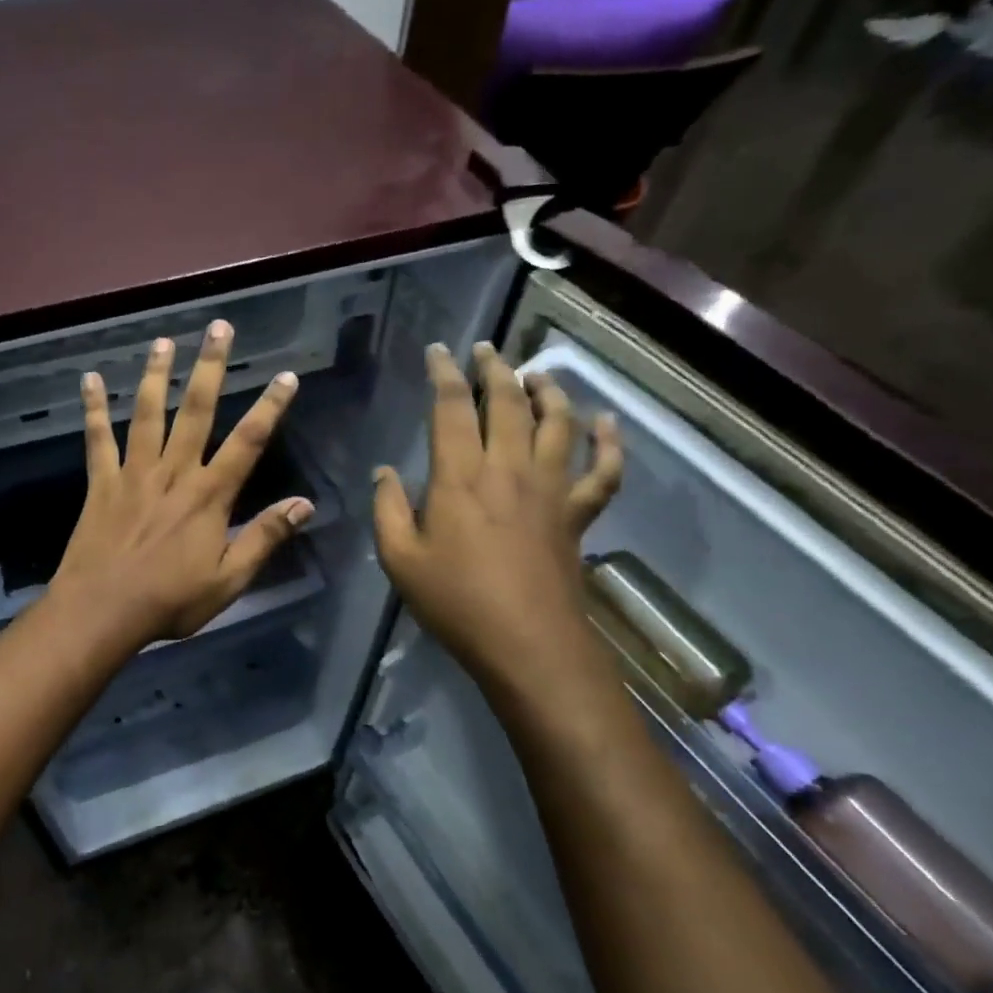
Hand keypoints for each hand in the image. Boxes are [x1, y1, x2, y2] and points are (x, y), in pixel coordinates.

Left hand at [48, 320, 312, 651]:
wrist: (103, 611)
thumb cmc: (170, 601)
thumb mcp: (229, 580)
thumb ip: (265, 538)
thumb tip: (304, 504)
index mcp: (209, 496)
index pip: (248, 442)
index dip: (270, 407)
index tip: (286, 376)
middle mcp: (174, 473)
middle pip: (197, 411)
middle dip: (211, 368)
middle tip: (219, 328)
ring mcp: (134, 474)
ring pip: (149, 414)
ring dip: (158, 375)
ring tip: (165, 341)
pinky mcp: (101, 483)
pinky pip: (97, 439)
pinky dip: (94, 409)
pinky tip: (90, 379)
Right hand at [373, 341, 621, 691]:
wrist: (526, 641)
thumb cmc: (455, 601)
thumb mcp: (399, 559)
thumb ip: (388, 509)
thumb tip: (384, 473)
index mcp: (459, 477)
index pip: (451, 408)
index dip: (444, 374)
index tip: (438, 352)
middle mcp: (507, 468)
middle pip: (507, 402)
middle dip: (494, 370)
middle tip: (486, 350)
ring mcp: (549, 488)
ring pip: (557, 422)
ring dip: (547, 391)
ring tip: (535, 373)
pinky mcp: (576, 513)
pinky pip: (602, 470)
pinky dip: (608, 443)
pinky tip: (605, 423)